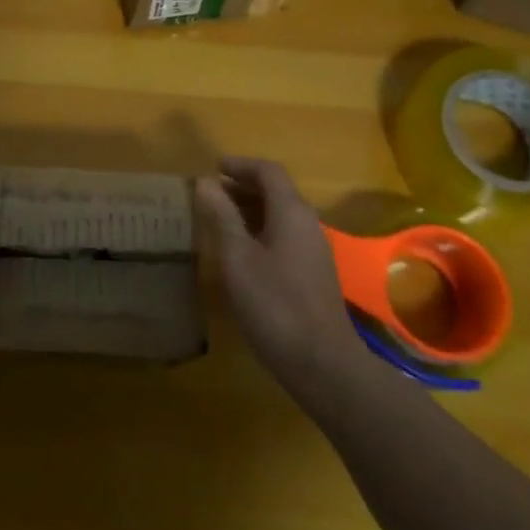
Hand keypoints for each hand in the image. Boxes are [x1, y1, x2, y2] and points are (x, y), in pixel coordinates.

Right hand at [195, 158, 360, 396]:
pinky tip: (241, 251)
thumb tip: (206, 181)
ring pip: (281, 215)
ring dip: (251, 209)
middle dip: (244, 185)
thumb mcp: (238, 258)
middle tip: (211, 192)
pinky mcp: (314, 274)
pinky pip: (285, 236)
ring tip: (220, 217)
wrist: (323, 364)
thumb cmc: (275, 305)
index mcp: (292, 213)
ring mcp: (314, 250)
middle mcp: (308, 224)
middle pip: (277, 191)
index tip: (213, 167)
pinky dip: (260, 230)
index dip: (240, 165)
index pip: (268, 172)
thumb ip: (222, 217)